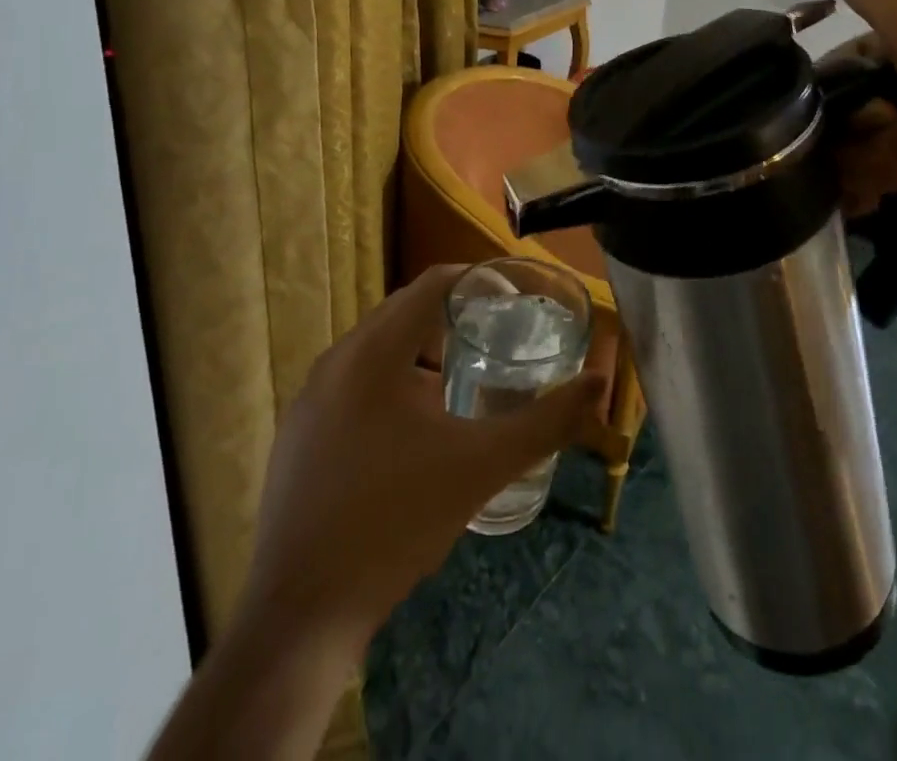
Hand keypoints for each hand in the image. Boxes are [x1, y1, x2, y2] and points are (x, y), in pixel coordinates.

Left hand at [230, 263, 606, 663]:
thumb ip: (546, 422)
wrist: (302, 616)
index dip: (478, 281)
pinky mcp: (297, 434)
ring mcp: (309, 398)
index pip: (431, 283)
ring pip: (377, 350)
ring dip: (422, 352)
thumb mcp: (482, 467)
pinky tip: (416, 430)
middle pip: (404, 312)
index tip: (515, 298)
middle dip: (454, 318)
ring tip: (465, 381)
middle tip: (499, 339)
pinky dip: (392, 382)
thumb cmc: (397, 522)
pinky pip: (353, 383)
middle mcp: (335, 360)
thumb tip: (599, 385)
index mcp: (373, 352)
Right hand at [784, 0, 896, 256]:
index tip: (871, 103)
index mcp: (877, 60)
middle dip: (856, 136)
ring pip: (832, 162)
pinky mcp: (888, 191)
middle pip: (823, 125)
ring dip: (867, 166)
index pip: (818, 78)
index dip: (832, 94)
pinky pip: (845, 195)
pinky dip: (864, 196)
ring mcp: (881, 149)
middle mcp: (875, 101)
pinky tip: (895, 192)